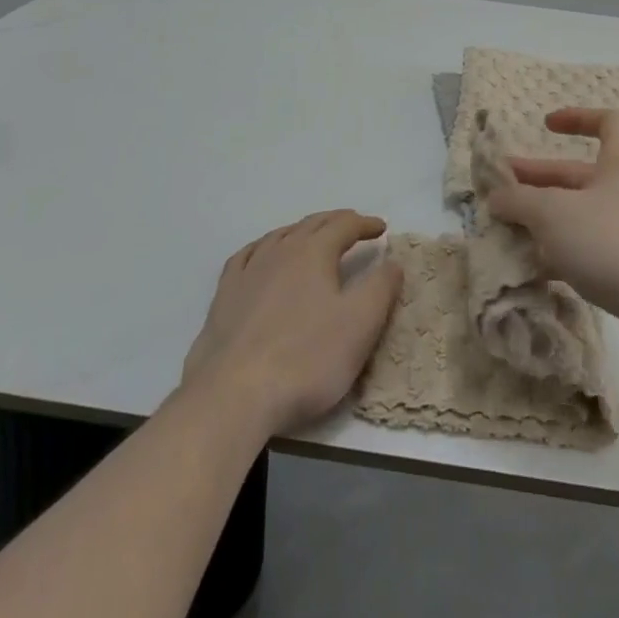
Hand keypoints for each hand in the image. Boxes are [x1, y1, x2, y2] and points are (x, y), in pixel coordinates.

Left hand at [180, 211, 402, 437]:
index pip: (344, 225)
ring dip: (302, 231)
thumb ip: (381, 288)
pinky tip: (263, 256)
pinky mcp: (224, 296)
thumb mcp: (360, 325)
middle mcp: (280, 251)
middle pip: (312, 224)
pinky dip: (264, 248)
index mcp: (314, 252)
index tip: (381, 228)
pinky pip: (246, 256)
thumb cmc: (306, 358)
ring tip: (313, 237)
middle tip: (354, 227)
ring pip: (279, 236)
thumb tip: (393, 261)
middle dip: (337, 222)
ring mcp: (248, 271)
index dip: (365, 224)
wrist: (234, 395)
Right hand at [485, 108, 618, 368]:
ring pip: (580, 215)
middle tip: (499, 190)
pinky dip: (560, 253)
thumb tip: (495, 197)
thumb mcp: (554, 214)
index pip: (608, 122)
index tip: (546, 126)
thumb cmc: (613, 242)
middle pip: (579, 175)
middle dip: (538, 180)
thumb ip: (519, 201)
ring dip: (544, 220)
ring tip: (507, 232)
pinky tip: (533, 268)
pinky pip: (589, 250)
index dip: (577, 117)